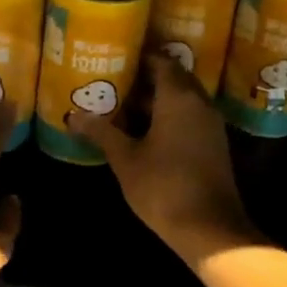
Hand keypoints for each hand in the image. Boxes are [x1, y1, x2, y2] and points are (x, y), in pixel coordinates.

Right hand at [68, 54, 254, 264]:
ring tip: (123, 101)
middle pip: (174, 77)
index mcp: (178, 97)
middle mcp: (199, 103)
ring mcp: (210, 124)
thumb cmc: (163, 186)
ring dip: (157, 98)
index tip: (115, 57)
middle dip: (146, 77)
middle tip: (115, 78)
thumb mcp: (125, 158)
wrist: (209, 229)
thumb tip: (73, 116)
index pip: (161, 61)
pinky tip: (144, 129)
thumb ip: (101, 132)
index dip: (139, 56)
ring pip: (183, 98)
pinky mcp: (213, 144)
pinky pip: (190, 116)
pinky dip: (169, 115)